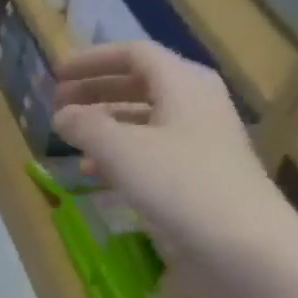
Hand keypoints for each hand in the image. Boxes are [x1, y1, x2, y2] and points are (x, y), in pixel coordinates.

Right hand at [51, 42, 291, 268]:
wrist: (239, 243)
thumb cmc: (178, 185)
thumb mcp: (121, 151)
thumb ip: (86, 127)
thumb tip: (61, 115)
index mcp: (183, 83)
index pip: (133, 54)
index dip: (92, 61)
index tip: (57, 76)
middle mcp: (195, 103)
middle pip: (139, 84)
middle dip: (96, 91)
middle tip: (59, 104)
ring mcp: (199, 140)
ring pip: (144, 119)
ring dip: (105, 124)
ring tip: (71, 139)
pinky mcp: (197, 173)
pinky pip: (151, 150)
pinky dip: (119, 154)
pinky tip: (95, 173)